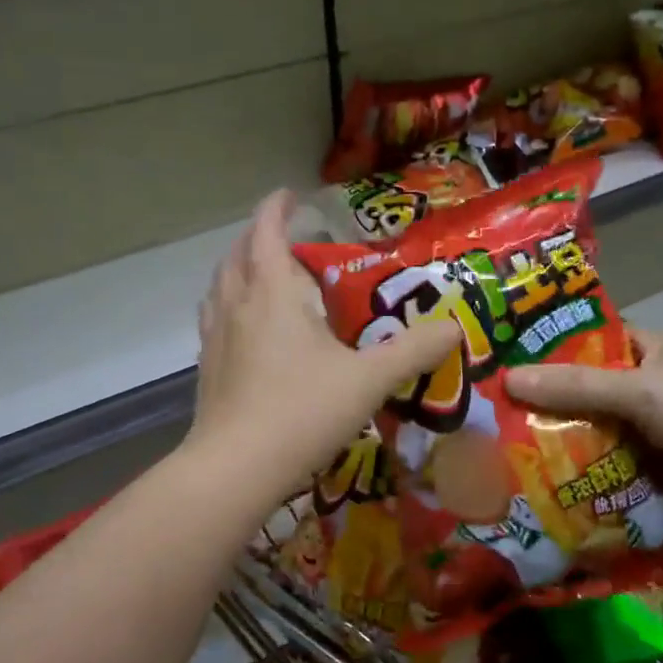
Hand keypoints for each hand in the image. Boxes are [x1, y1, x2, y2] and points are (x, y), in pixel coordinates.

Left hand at [188, 191, 459, 502]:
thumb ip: (413, 351)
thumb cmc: (302, 413)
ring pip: (220, 287)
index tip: (290, 193)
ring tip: (260, 275)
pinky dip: (229, 307)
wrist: (236, 469)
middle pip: (238, 255)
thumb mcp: (368, 380)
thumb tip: (455, 327)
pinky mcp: (207, 369)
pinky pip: (215, 320)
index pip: (267, 232)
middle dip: (258, 236)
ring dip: (238, 270)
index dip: (276, 208)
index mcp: (271, 294)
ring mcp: (215, 339)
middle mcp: (237, 306)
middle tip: (283, 235)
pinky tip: (245, 330)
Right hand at [506, 326, 662, 531]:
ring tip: (520, 452)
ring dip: (575, 441)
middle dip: (556, 403)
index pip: (593, 341)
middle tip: (504, 418)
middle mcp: (657, 381)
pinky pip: (624, 460)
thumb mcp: (640, 392)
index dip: (553, 351)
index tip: (510, 368)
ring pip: (607, 427)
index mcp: (654, 348)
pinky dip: (600, 469)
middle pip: (594, 388)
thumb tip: (508, 379)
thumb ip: (576, 386)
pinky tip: (563, 481)